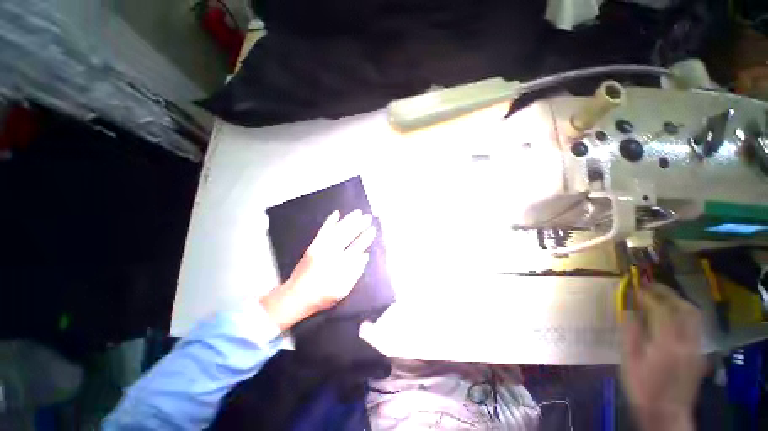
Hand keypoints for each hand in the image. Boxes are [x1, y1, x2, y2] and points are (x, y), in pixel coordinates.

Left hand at [260, 210, 375, 330]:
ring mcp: (320, 247)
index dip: (365, 238)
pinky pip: (322, 231)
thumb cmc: (321, 296)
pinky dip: (329, 222)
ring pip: (337, 230)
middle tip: (368, 217)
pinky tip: (336, 214)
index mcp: (340, 264)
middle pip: (348, 235)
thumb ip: (355, 272)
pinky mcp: (313, 246)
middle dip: (359, 225)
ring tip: (357, 212)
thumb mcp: (342, 290)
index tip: (372, 230)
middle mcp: (331, 252)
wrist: (295, 297)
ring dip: (348, 220)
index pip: (357, 247)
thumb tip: (365, 255)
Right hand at [621, 283, 705, 430]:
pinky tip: (671, 317)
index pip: (661, 309)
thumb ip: (631, 333)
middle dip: (667, 293)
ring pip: (694, 315)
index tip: (636, 287)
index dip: (648, 295)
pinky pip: (694, 326)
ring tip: (662, 297)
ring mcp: (696, 348)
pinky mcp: (699, 353)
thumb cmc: (642, 388)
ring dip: (678, 301)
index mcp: (667, 343)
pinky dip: (683, 314)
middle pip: (684, 308)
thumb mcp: (629, 361)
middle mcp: (687, 342)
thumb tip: (630, 311)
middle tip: (650, 286)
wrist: (665, 414)